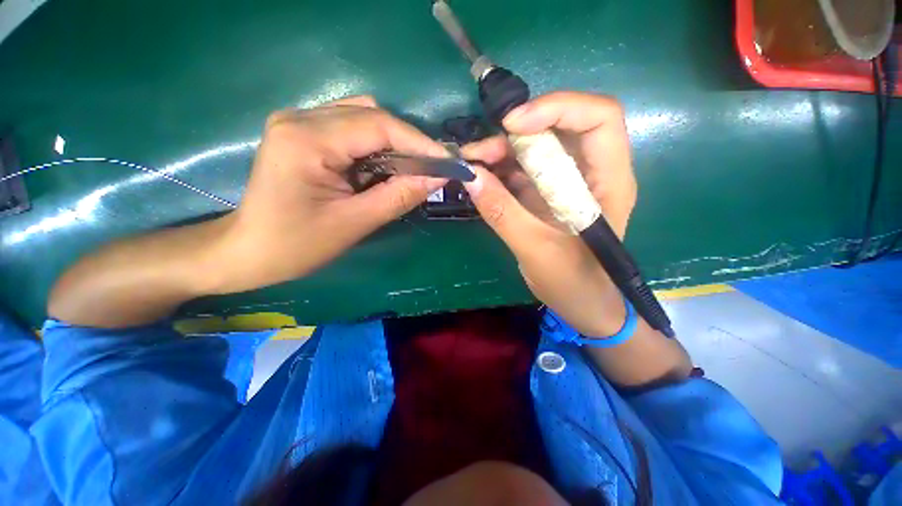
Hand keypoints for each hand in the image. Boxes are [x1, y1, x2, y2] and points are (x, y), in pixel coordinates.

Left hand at [209, 96, 447, 293]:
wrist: (250, 249)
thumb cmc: (297, 245)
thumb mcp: (355, 223)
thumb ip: (399, 196)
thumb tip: (438, 177)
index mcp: (307, 139)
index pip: (379, 125)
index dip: (420, 143)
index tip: (449, 162)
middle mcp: (300, 117)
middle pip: (372, 115)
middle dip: (409, 143)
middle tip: (432, 169)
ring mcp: (298, 120)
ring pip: (363, 117)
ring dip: (393, 143)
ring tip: (409, 171)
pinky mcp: (302, 131)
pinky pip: (351, 127)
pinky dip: (375, 145)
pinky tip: (383, 167)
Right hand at [461, 92, 636, 335]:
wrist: (583, 305)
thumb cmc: (574, 284)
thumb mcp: (536, 250)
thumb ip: (502, 213)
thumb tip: (469, 176)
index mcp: (608, 182)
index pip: (598, 118)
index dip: (556, 107)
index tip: (511, 125)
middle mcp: (591, 173)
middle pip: (559, 128)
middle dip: (516, 133)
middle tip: (478, 153)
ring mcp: (566, 183)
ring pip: (536, 148)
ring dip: (502, 151)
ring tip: (472, 165)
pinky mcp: (547, 195)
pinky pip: (523, 171)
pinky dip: (500, 170)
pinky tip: (480, 179)